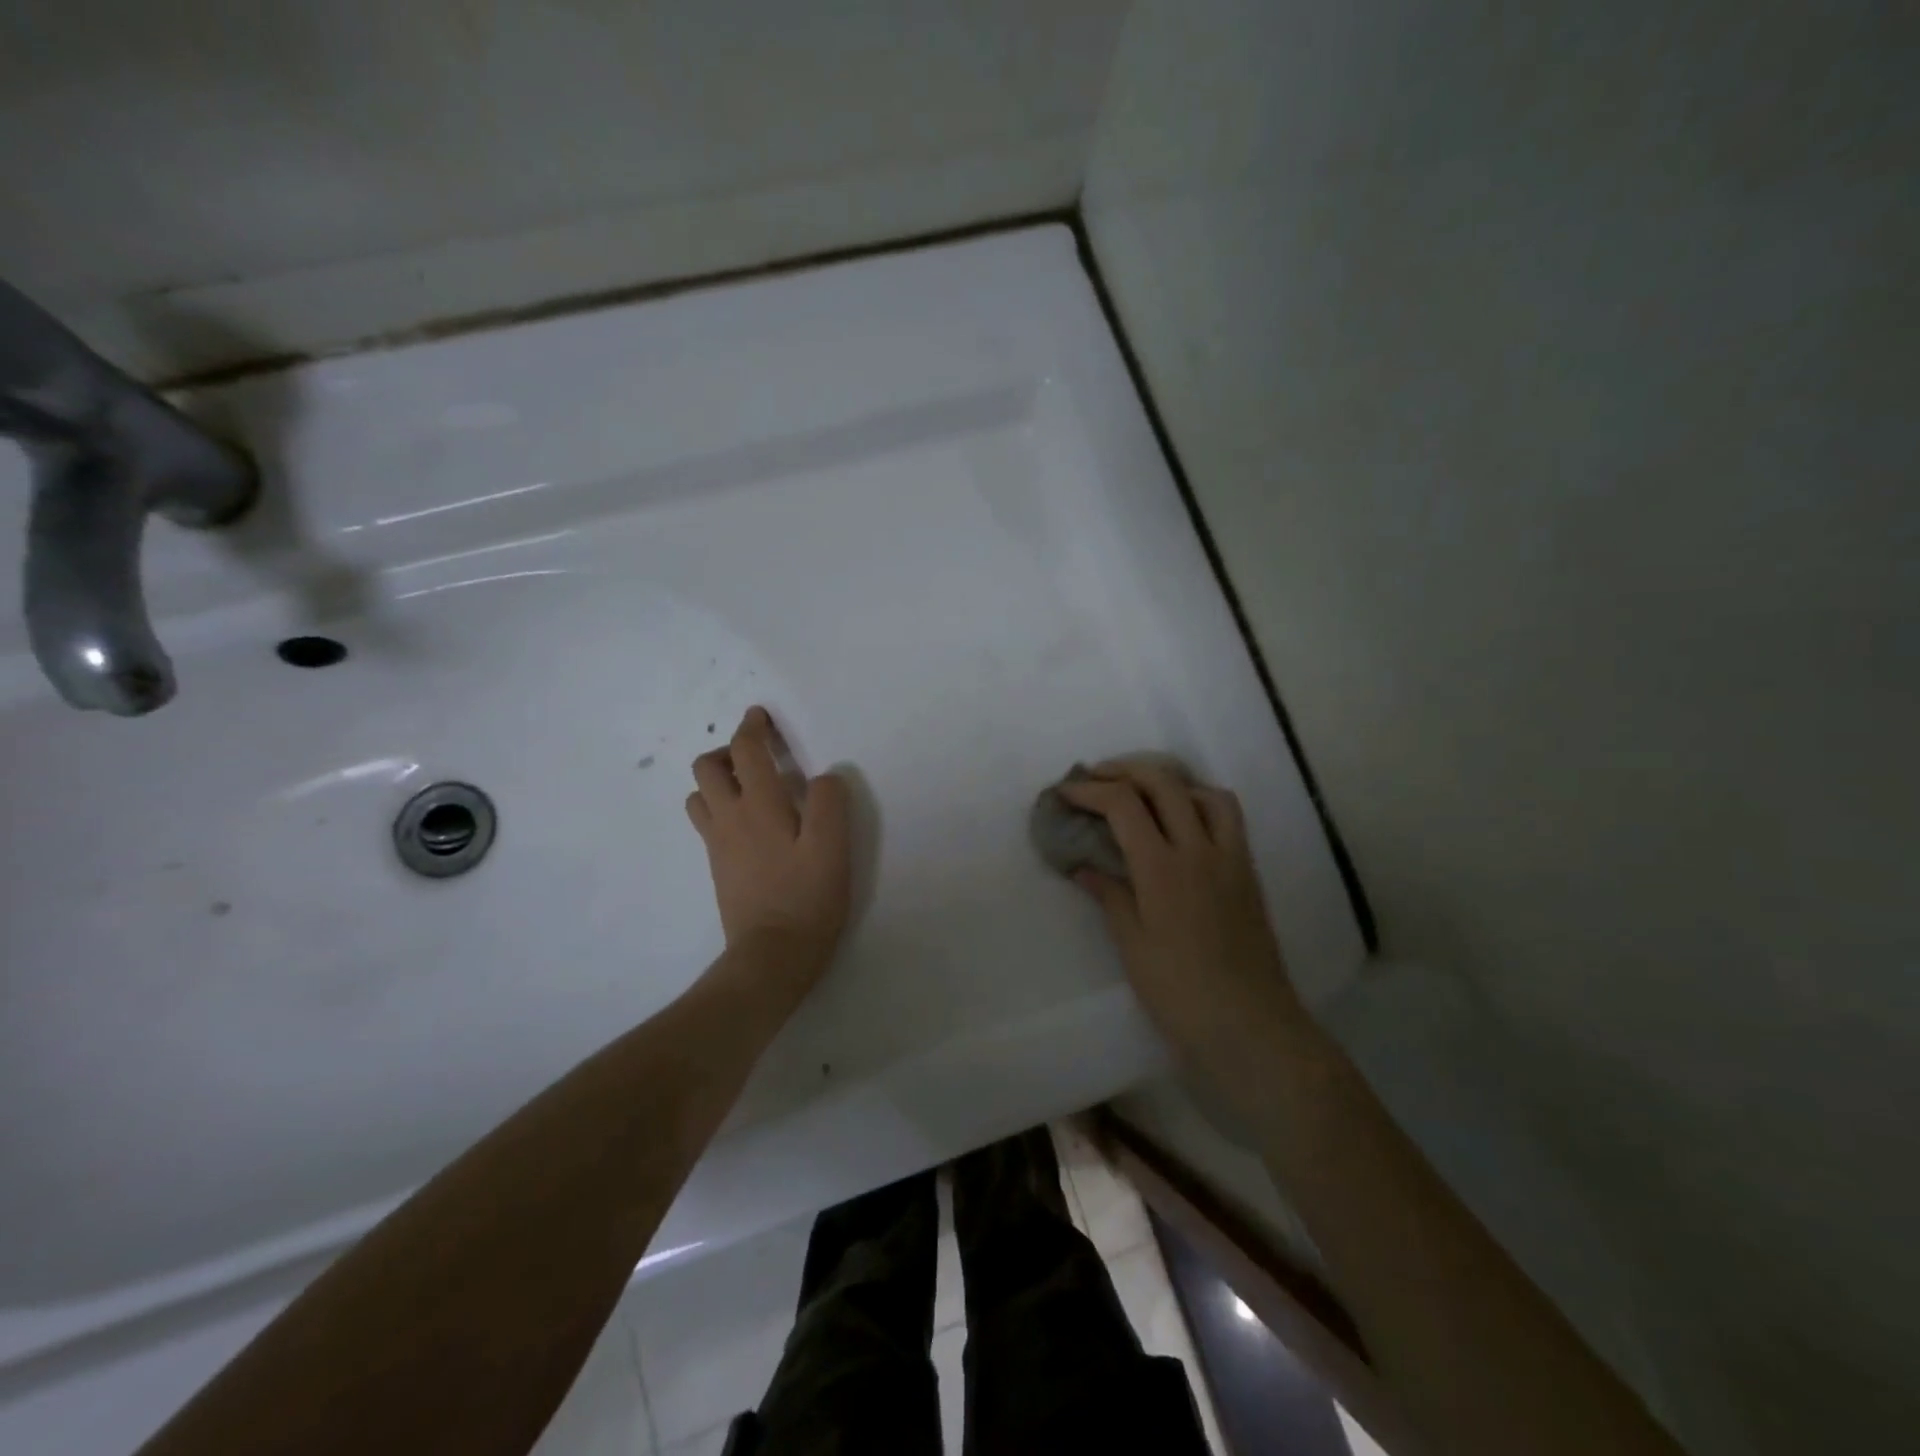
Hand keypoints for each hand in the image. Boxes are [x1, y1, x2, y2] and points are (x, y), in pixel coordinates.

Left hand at [686, 707, 851, 989]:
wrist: (771, 955)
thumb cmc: (808, 898)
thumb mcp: (834, 848)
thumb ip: (830, 803)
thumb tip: (824, 776)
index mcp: (759, 806)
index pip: (746, 751)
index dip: (752, 727)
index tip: (760, 716)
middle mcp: (729, 818)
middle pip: (707, 767)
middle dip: (727, 750)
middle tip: (757, 756)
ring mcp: (718, 844)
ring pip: (700, 795)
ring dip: (718, 780)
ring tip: (749, 787)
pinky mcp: (717, 867)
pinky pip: (707, 822)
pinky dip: (718, 807)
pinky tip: (747, 823)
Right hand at [1059, 761, 1306, 1069]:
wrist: (1249, 1025)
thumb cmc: (1180, 992)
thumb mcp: (1133, 946)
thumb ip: (1110, 895)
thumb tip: (1084, 866)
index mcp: (1163, 869)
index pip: (1124, 804)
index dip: (1090, 790)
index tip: (1065, 792)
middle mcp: (1199, 850)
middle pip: (1163, 782)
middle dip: (1123, 771)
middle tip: (1095, 779)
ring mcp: (1230, 857)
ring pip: (1203, 791)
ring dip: (1168, 781)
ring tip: (1142, 792)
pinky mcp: (1247, 871)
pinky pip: (1228, 817)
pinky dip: (1200, 802)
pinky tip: (1183, 821)